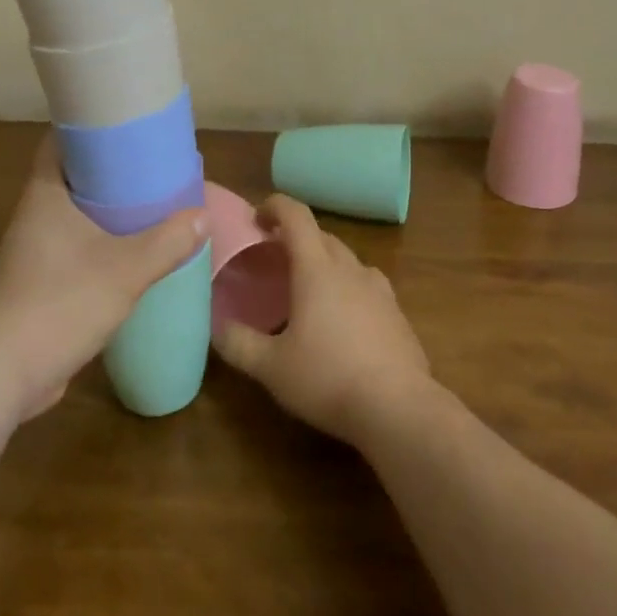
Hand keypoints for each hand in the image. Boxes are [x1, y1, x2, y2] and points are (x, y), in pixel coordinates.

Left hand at [0, 136, 204, 422]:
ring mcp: (34, 251)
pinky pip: (75, 246)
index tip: (125, 124)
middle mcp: (35, 215)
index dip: (90, 128)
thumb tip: (202, 215)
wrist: (6, 373)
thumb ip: (168, 241)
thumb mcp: (126, 269)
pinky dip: (102, 242)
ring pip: (76, 214)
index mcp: (45, 194)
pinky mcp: (40, 282)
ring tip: (150, 204)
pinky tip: (132, 253)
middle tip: (151, 164)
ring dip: (108, 209)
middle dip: (110, 169)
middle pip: (73, 176)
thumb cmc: (61, 302)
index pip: (60, 141)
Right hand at [212, 195, 433, 444]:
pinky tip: (342, 320)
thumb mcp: (271, 367)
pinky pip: (367, 286)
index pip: (296, 216)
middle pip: (321, 236)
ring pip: (347, 260)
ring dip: (324, 262)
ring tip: (307, 289)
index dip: (275, 206)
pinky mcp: (397, 314)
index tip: (256, 216)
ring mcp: (379, 289)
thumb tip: (217, 327)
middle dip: (296, 238)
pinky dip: (348, 288)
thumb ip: (239, 344)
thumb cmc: (328, 378)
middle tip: (273, 258)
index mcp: (317, 269)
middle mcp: (350, 269)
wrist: (399, 409)